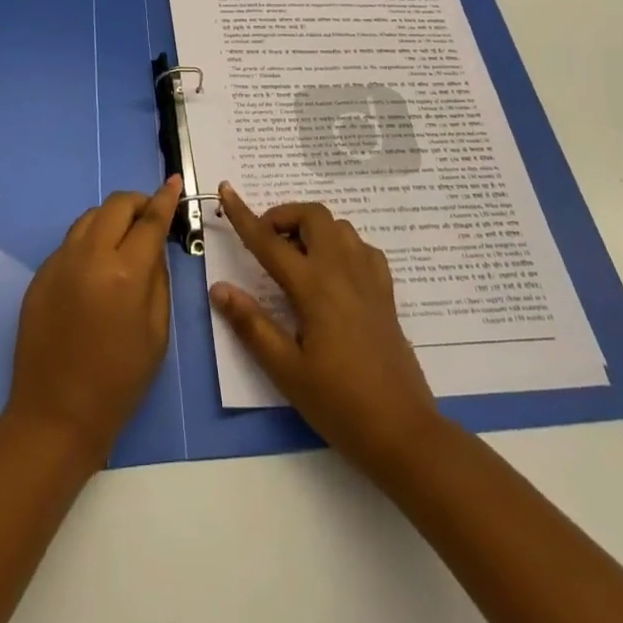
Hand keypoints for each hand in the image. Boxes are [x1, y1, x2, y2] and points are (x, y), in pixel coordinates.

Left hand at [5, 175, 181, 469]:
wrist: (55, 415)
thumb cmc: (118, 381)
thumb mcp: (156, 333)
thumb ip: (158, 280)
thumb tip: (153, 247)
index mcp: (124, 273)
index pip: (149, 220)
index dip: (165, 198)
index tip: (174, 182)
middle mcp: (90, 256)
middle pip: (116, 205)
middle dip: (137, 203)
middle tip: (149, 217)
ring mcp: (60, 262)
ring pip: (89, 217)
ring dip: (111, 218)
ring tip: (123, 240)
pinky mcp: (40, 274)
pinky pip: (70, 242)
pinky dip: (89, 241)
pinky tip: (95, 268)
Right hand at [210, 182, 440, 476]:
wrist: (403, 432)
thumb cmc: (339, 403)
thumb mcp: (286, 371)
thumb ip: (252, 325)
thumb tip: (219, 288)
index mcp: (314, 286)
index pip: (269, 240)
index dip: (244, 214)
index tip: (226, 190)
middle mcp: (342, 270)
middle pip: (313, 215)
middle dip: (284, 216)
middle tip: (266, 242)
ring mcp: (369, 278)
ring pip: (339, 226)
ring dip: (312, 228)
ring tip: (295, 257)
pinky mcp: (385, 292)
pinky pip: (361, 247)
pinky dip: (340, 245)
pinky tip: (332, 273)